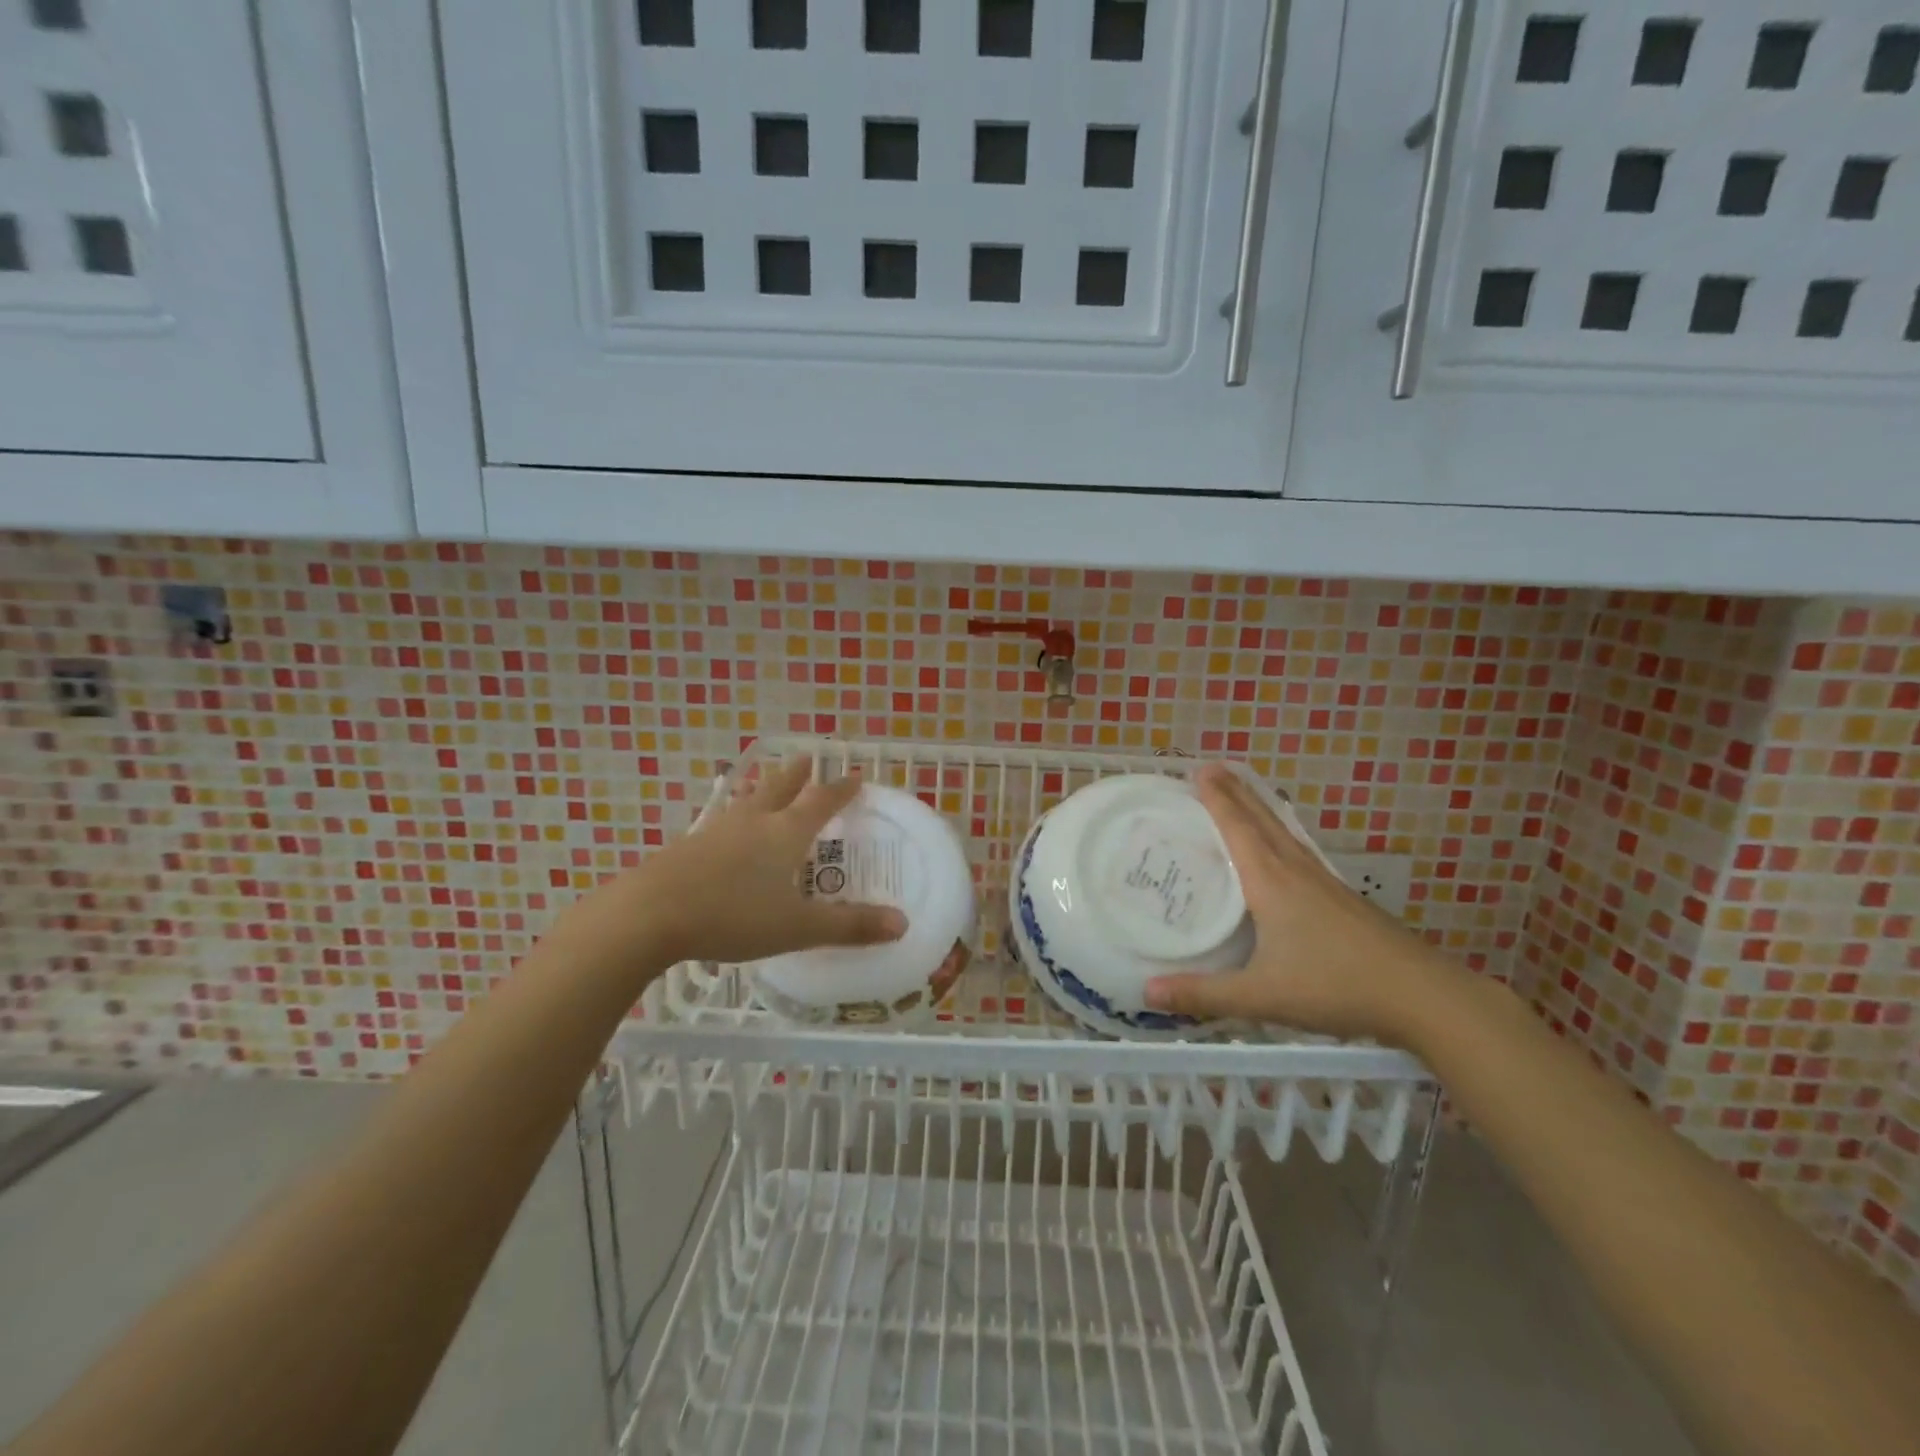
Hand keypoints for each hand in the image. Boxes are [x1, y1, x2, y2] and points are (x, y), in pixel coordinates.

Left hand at [555, 760, 906, 970]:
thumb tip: (903, 924)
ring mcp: (715, 832)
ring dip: (762, 790)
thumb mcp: (796, 927)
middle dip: (796, 775)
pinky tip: (725, 835)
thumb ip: (848, 926)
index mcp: (784, 833)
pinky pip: (721, 824)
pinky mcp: (687, 848)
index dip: (840, 789)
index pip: (820, 802)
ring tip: (765, 785)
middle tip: (806, 760)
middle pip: (779, 789)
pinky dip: (734, 819)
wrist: (649, 915)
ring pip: (746, 802)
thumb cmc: (732, 915)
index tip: (855, 774)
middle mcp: (752, 823)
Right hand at [1144, 763, 1460, 1042]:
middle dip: (1236, 793)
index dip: (1217, 799)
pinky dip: (1280, 835)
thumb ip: (1204, 994)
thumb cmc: (1335, 986)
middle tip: (1213, 768)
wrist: (1423, 996)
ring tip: (1242, 794)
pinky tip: (1284, 848)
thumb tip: (1147, 992)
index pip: (1238, 829)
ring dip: (1259, 809)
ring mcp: (1324, 882)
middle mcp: (1296, 871)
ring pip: (1284, 834)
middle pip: (1262, 821)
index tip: (1199, 770)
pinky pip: (1300, 851)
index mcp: (1272, 882)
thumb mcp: (1262, 995)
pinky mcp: (1342, 898)